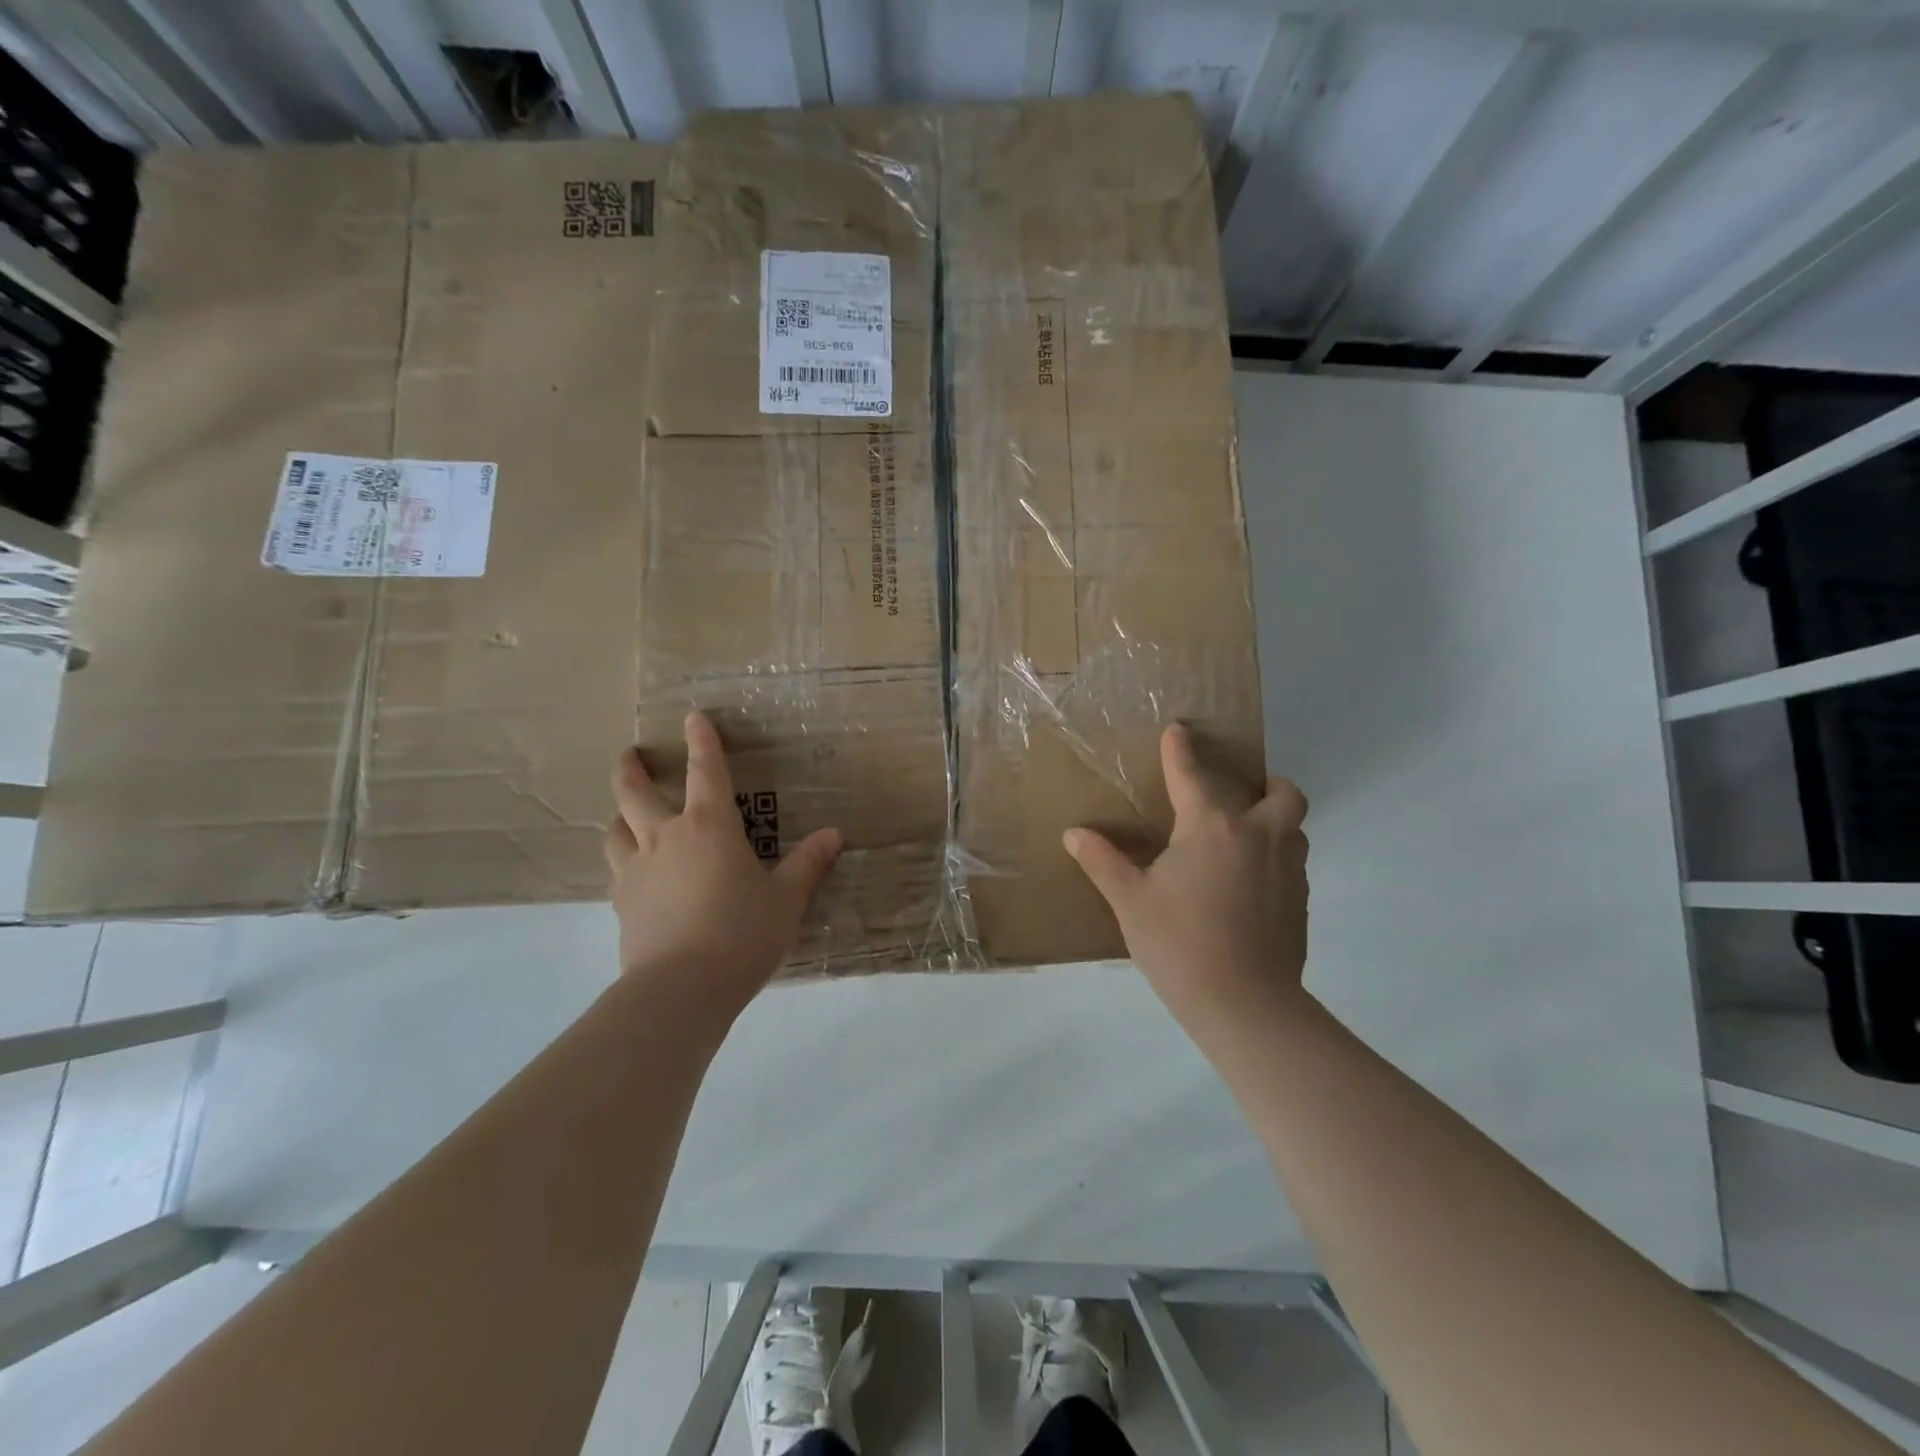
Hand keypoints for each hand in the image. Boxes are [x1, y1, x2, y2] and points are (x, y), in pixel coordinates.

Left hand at [605, 711, 841, 1018]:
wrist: (681, 988)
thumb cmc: (742, 933)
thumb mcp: (786, 899)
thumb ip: (808, 864)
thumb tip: (834, 834)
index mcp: (710, 826)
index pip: (705, 771)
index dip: (701, 741)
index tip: (693, 717)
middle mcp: (666, 837)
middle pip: (634, 793)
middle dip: (631, 769)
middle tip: (630, 754)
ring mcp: (636, 871)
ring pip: (615, 829)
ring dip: (619, 814)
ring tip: (625, 813)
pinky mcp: (622, 904)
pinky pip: (616, 869)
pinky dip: (622, 858)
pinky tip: (630, 869)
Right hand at [1063, 724, 1308, 1028]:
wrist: (1245, 1005)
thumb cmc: (1180, 944)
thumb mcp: (1130, 901)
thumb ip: (1103, 862)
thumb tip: (1074, 833)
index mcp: (1212, 828)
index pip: (1192, 775)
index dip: (1180, 750)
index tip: (1178, 730)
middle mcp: (1258, 836)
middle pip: (1281, 792)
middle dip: (1265, 782)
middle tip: (1239, 794)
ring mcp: (1287, 869)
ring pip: (1294, 826)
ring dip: (1274, 820)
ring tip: (1243, 838)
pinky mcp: (1301, 901)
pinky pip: (1294, 861)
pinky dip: (1276, 856)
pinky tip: (1248, 884)